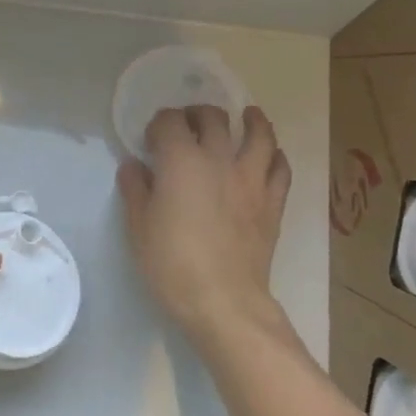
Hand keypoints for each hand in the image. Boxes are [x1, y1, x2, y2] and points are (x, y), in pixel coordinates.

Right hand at [118, 105, 291, 349]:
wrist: (223, 301)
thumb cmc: (172, 264)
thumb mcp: (138, 227)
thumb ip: (135, 190)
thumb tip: (134, 165)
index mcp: (181, 161)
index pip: (170, 122)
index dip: (158, 124)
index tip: (151, 139)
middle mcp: (219, 160)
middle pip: (214, 119)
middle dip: (198, 114)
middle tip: (190, 122)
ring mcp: (251, 180)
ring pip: (259, 135)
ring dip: (252, 121)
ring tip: (248, 116)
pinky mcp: (272, 203)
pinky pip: (281, 169)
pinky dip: (276, 156)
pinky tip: (272, 156)